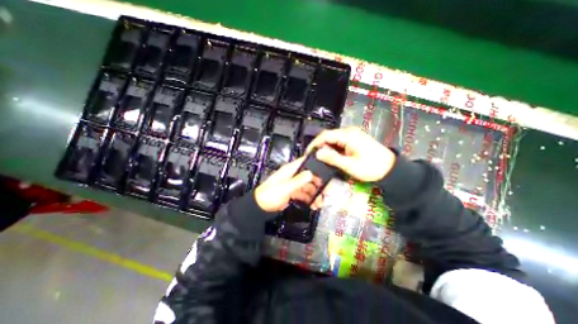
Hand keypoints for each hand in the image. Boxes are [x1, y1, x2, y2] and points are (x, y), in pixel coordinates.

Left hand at [254, 157, 323, 211]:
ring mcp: (293, 184)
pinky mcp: (292, 192)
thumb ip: (298, 181)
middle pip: (309, 176)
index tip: (325, 171)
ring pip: (307, 186)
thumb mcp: (285, 188)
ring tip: (319, 202)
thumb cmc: (269, 195)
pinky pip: (304, 193)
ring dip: (314, 194)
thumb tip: (310, 173)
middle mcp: (292, 175)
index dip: (315, 164)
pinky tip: (313, 204)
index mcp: (289, 170)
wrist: (261, 207)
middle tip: (324, 192)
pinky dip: (309, 199)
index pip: (304, 162)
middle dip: (317, 184)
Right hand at [306, 125, 397, 181]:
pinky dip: (333, 149)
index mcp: (348, 135)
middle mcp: (349, 132)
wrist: (390, 169)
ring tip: (320, 159)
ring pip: (333, 140)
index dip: (314, 144)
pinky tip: (330, 157)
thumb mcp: (350, 165)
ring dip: (326, 148)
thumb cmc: (371, 167)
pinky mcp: (354, 140)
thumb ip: (333, 158)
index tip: (308, 153)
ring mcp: (352, 135)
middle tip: (312, 158)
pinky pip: (339, 142)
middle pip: (328, 136)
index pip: (325, 135)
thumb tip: (318, 153)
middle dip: (319, 146)